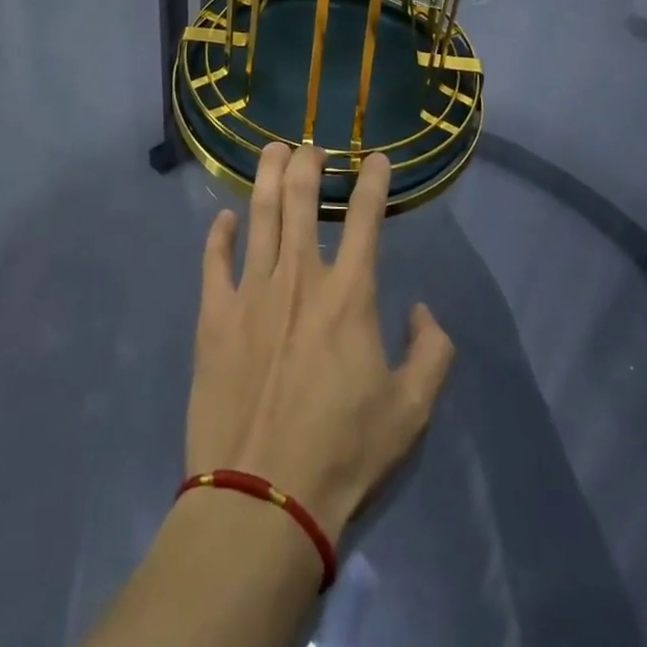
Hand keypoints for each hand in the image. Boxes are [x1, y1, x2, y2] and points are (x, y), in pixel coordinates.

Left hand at [186, 144, 454, 543]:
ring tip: (273, 150)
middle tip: (312, 147)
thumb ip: (432, 354)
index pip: (367, 218)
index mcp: (348, 295)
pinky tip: (225, 218)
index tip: (378, 158)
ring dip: (268, 176)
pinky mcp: (214, 315)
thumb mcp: (412, 413)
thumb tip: (423, 311)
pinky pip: (214, 259)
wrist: (261, 499)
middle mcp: (299, 277)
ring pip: (260, 214)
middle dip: (309, 163)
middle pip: (302, 199)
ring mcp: (251, 291)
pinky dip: (219, 233)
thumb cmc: (342, 455)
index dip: (374, 181)